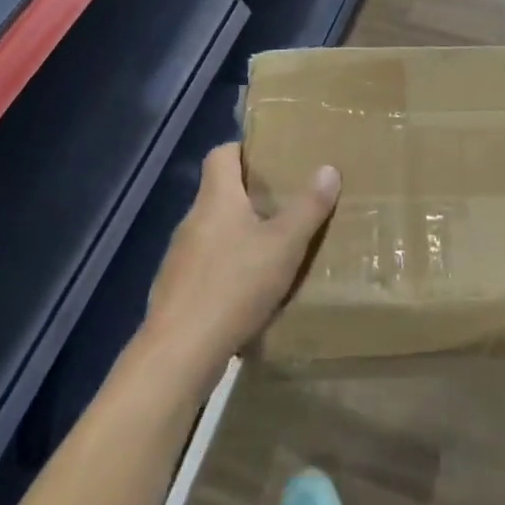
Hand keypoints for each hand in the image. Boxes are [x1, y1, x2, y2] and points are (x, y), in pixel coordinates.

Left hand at [144, 143, 339, 384]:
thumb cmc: (234, 285)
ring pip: (214, 233)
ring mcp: (180, 258)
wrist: (179, 354)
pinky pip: (206, 268)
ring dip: (240, 237)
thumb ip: (308, 207)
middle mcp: (193, 220)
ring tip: (273, 250)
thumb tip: (328, 169)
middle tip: (286, 204)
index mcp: (216, 198)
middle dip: (251, 197)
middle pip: (220, 194)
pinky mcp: (176, 292)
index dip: (244, 150)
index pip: (221, 154)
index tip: (271, 158)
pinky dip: (227, 271)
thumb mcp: (284, 245)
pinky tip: (249, 294)